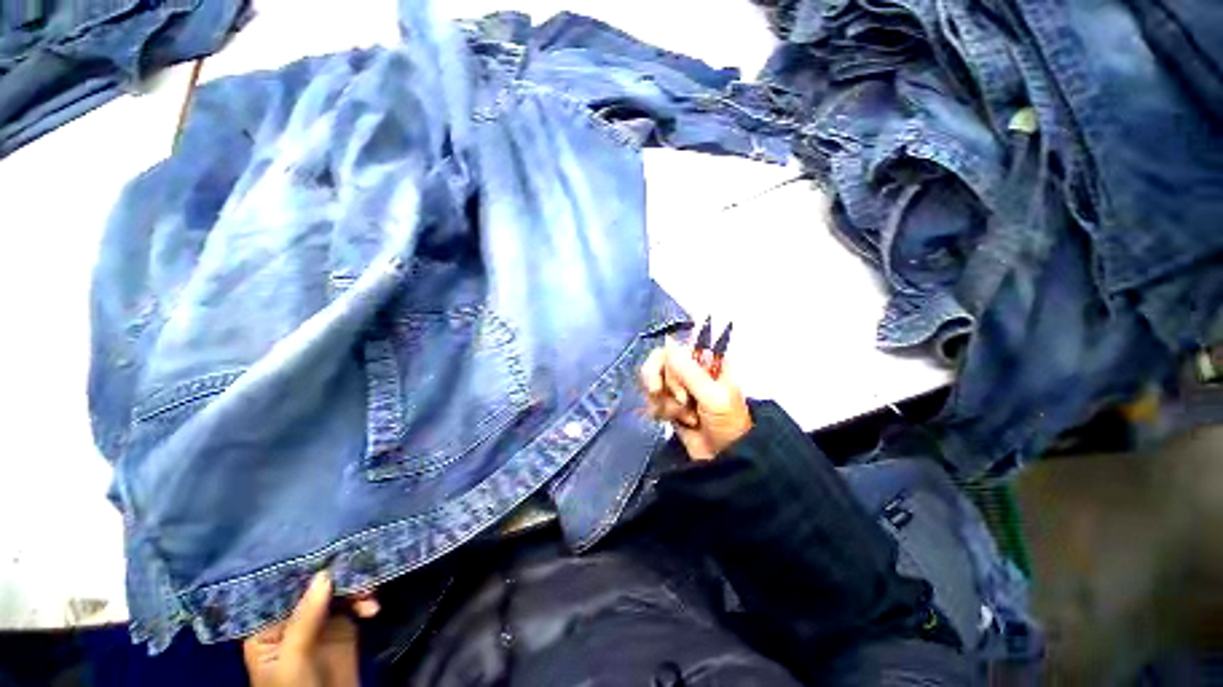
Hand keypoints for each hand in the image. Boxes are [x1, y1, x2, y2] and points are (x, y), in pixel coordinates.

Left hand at [243, 572, 378, 686]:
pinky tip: (372, 608)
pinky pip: (355, 602)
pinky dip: (365, 601)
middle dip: (336, 577)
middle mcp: (292, 619)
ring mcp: (319, 621)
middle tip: (358, 569)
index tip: (323, 550)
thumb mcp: (294, 659)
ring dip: (355, 589)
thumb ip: (305, 619)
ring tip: (369, 596)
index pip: (279, 590)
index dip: (299, 570)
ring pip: (337, 591)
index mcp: (267, 627)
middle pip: (312, 587)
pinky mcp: (344, 626)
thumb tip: (324, 574)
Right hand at [640, 336, 751, 460]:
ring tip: (685, 417)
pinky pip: (652, 399)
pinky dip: (660, 411)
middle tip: (681, 402)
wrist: (724, 459)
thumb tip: (668, 341)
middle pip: (660, 363)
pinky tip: (672, 421)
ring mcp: (678, 387)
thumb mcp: (712, 397)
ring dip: (666, 402)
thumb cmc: (727, 424)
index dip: (667, 364)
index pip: (675, 348)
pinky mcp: (669, 403)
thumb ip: (689, 371)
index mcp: (706, 362)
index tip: (670, 381)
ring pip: (654, 382)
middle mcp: (691, 370)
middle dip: (668, 386)